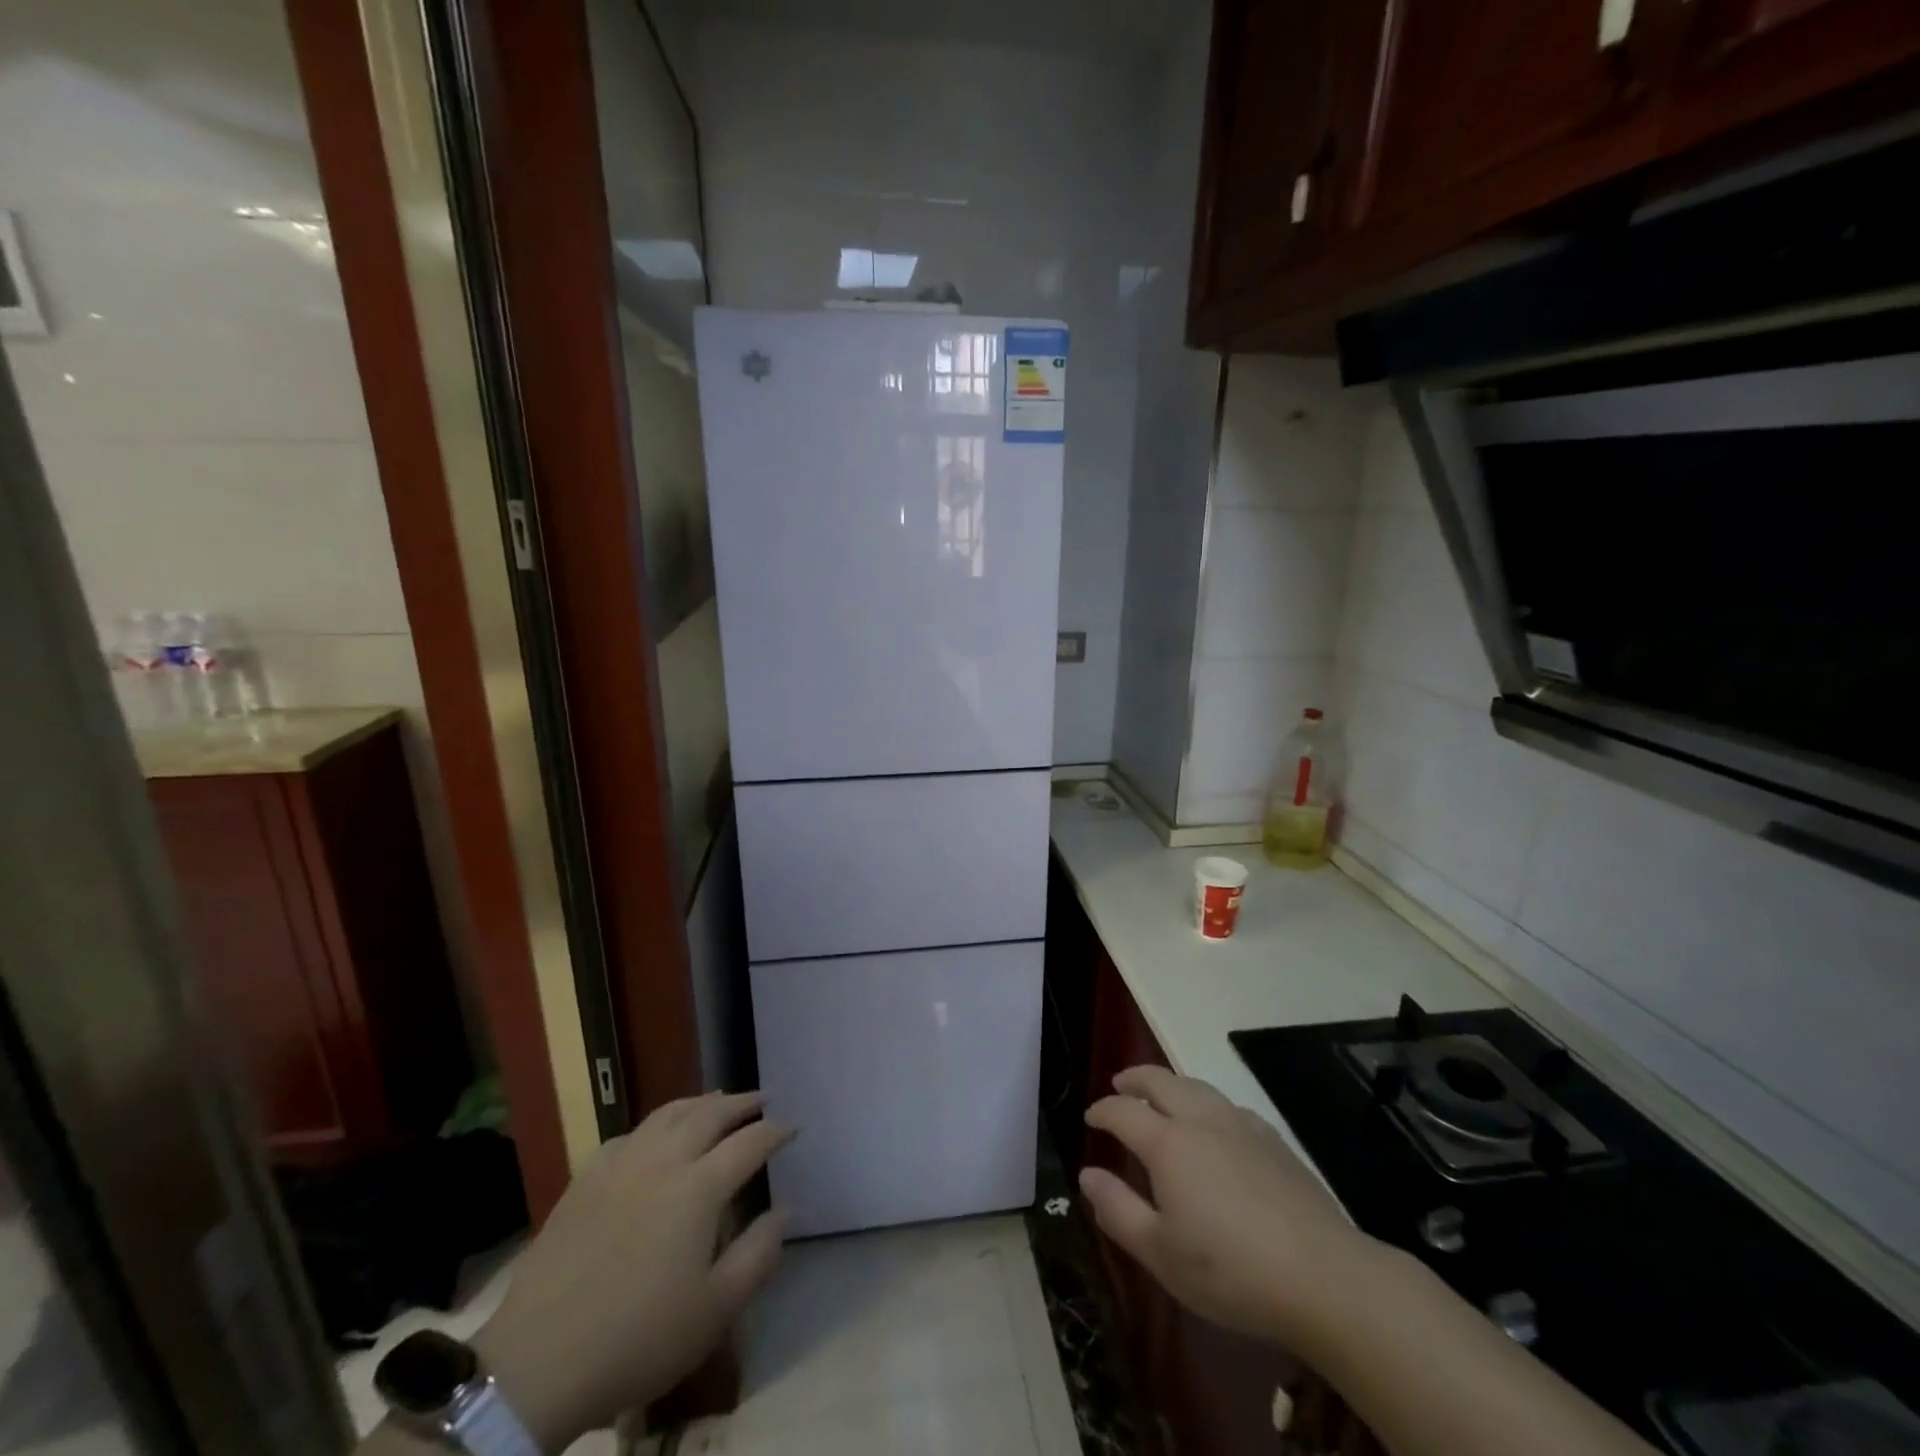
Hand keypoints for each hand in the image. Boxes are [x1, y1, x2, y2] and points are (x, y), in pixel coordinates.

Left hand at [473, 1093, 793, 1450]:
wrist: (538, 1363)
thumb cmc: (638, 1339)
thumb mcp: (714, 1311)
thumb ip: (758, 1255)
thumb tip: (785, 1211)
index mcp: (699, 1189)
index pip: (749, 1144)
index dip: (775, 1131)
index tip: (792, 1127)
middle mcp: (663, 1162)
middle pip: (709, 1114)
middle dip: (741, 1103)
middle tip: (761, 1098)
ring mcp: (620, 1166)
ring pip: (667, 1114)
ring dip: (699, 1102)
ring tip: (716, 1099)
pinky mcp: (584, 1180)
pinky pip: (626, 1135)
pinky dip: (652, 1126)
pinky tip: (652, 1136)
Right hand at [1079, 1066, 1377, 1350]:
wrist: (1324, 1278)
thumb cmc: (1231, 1272)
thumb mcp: (1161, 1254)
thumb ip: (1118, 1210)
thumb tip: (1087, 1175)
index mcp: (1168, 1143)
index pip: (1123, 1111)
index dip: (1102, 1111)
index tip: (1091, 1117)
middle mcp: (1201, 1120)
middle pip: (1160, 1081)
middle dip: (1134, 1079)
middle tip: (1119, 1084)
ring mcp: (1241, 1126)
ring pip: (1196, 1086)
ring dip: (1171, 1084)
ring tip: (1161, 1095)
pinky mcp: (1273, 1141)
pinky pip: (1229, 1105)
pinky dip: (1207, 1103)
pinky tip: (1215, 1124)